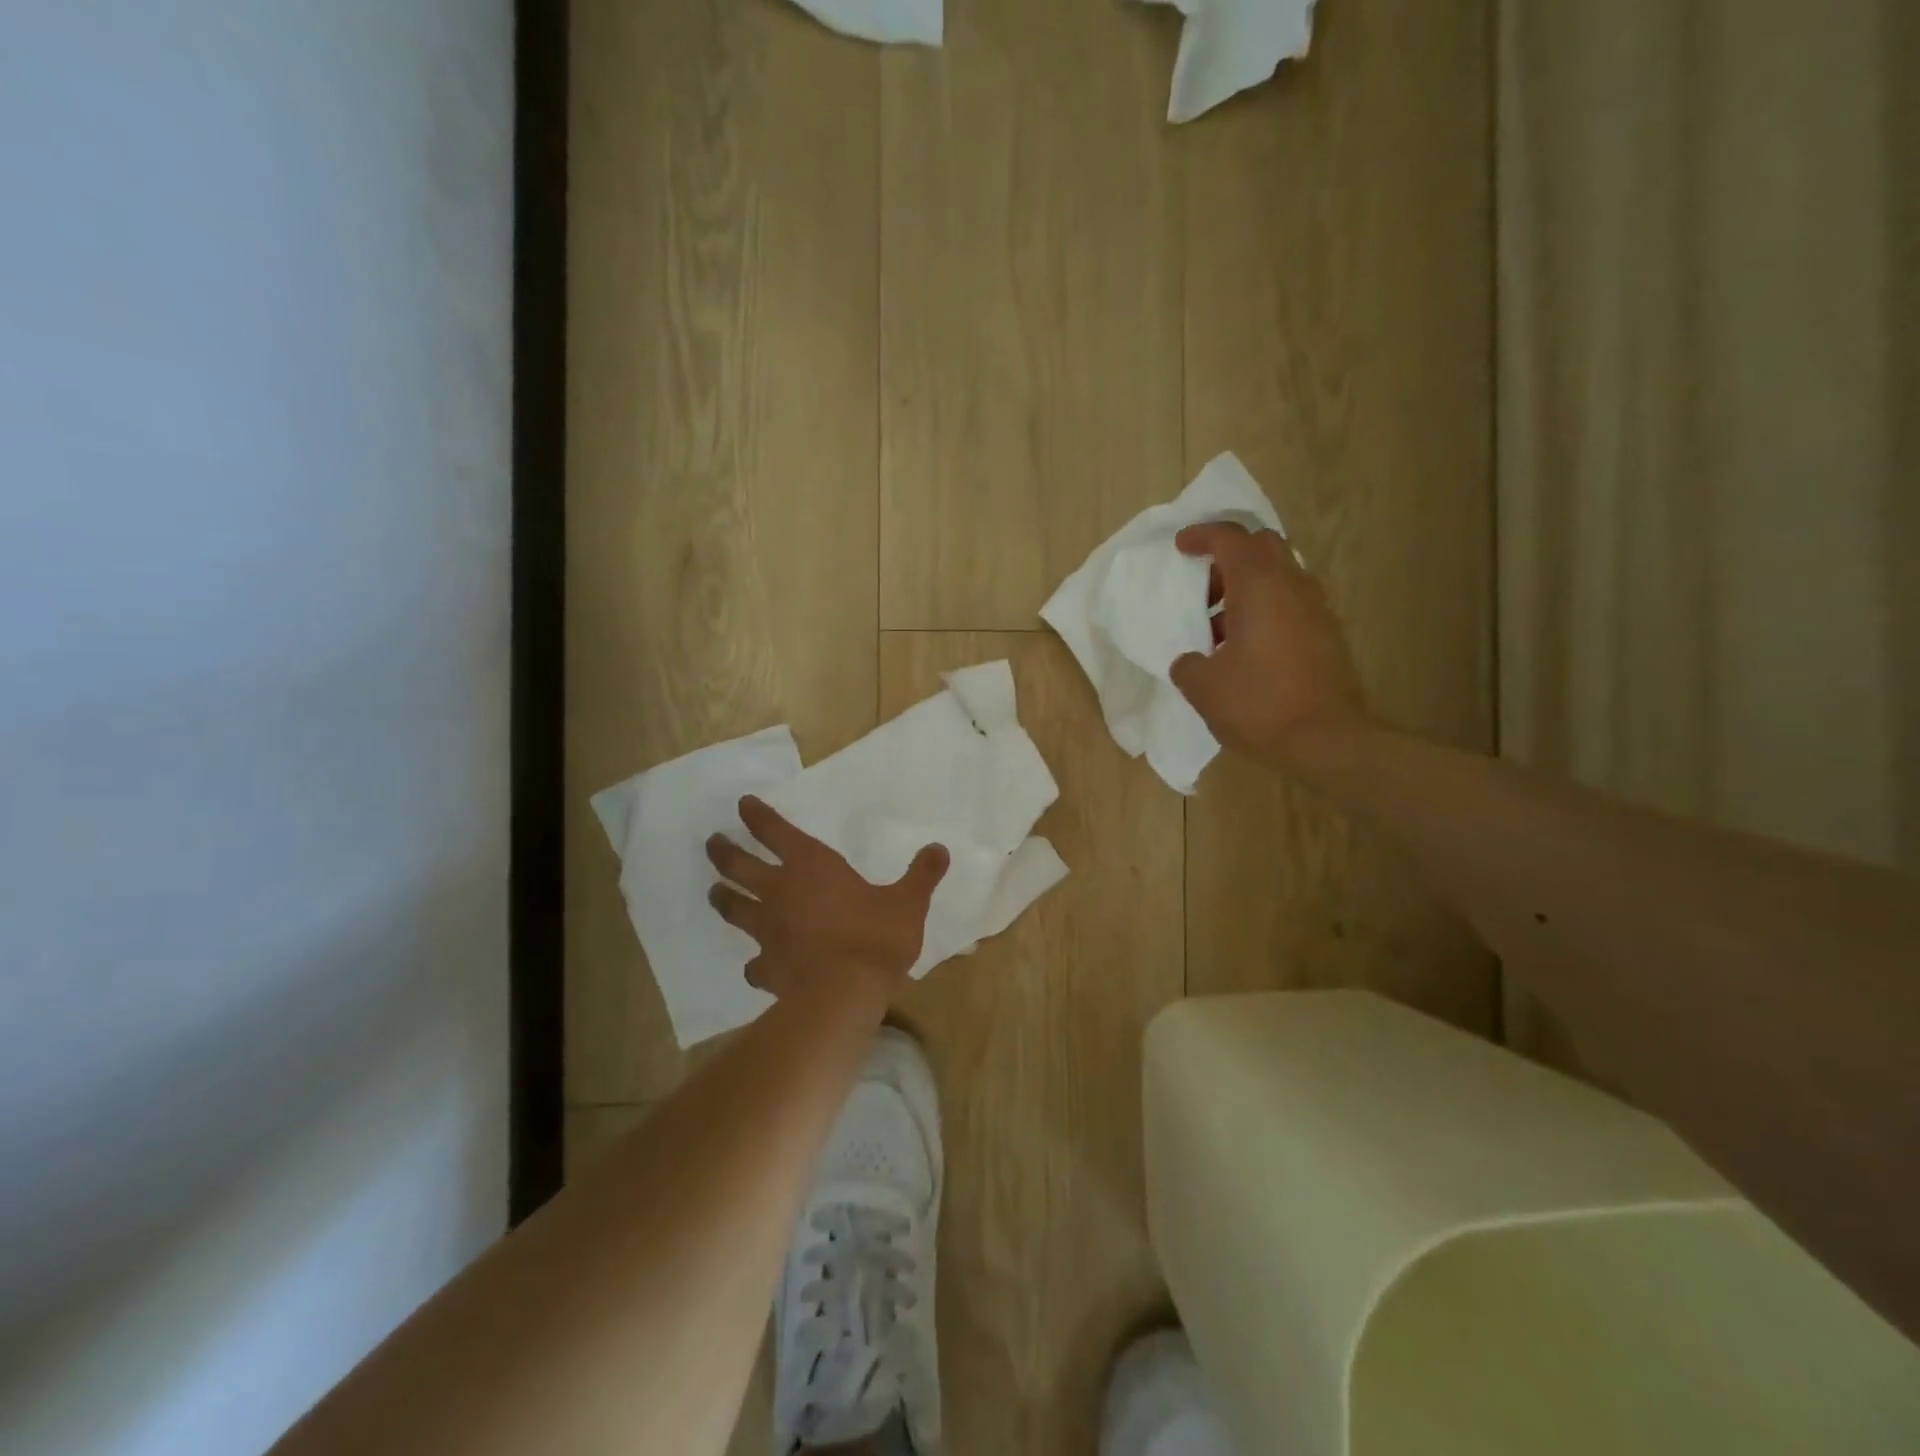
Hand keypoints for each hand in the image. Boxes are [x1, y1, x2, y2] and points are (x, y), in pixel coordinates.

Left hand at [706, 796, 949, 1006]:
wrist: (846, 993)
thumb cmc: (876, 936)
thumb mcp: (909, 902)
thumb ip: (922, 874)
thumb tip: (940, 848)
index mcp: (812, 866)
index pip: (777, 832)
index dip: (759, 816)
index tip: (742, 804)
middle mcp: (781, 892)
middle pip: (740, 866)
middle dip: (724, 852)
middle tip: (712, 843)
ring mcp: (767, 931)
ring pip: (734, 908)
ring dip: (722, 898)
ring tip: (714, 893)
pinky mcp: (767, 968)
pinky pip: (753, 963)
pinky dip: (754, 962)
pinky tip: (756, 967)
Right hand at [1169, 521, 1370, 769]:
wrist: (1327, 740)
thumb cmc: (1259, 705)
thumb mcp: (1204, 688)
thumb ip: (1188, 665)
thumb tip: (1190, 660)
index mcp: (1259, 587)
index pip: (1231, 538)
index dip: (1202, 535)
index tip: (1181, 546)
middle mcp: (1292, 587)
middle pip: (1263, 546)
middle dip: (1229, 556)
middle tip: (1203, 587)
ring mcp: (1316, 609)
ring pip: (1280, 575)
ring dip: (1247, 587)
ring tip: (1219, 626)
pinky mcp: (1327, 634)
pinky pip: (1291, 603)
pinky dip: (1265, 609)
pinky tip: (1246, 648)